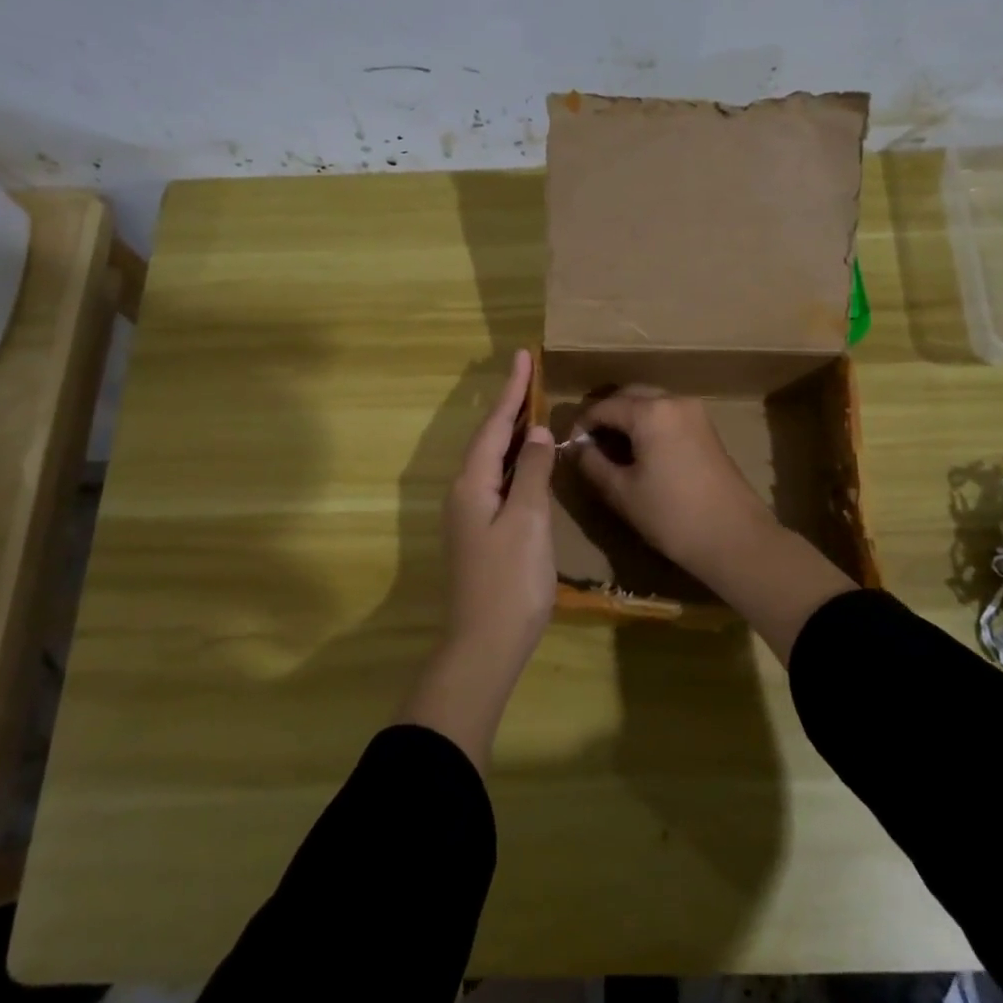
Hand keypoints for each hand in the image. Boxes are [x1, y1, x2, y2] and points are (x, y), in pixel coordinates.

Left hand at [397, 349, 555, 770]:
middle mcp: (464, 492)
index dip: (511, 391)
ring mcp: (470, 514)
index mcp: (472, 483)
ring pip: (493, 461)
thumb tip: (538, 434)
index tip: (523, 356)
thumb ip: (533, 473)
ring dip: (513, 434)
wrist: (484, 645)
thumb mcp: (528, 521)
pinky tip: (531, 464)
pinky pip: (498, 481)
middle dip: (510, 407)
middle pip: (489, 439)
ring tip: (533, 409)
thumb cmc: (509, 581)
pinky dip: (516, 463)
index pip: (494, 425)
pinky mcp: (480, 533)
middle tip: (531, 377)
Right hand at [575, 385, 856, 664]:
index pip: (603, 407)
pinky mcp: (707, 429)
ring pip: (650, 403)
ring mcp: (695, 413)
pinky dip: (648, 425)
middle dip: (605, 416)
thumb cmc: (671, 515)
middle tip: (588, 445)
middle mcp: (674, 401)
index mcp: (650, 412)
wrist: (734, 538)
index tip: (570, 447)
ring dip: (627, 419)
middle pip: (629, 396)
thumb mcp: (621, 492)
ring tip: (612, 450)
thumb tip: (578, 448)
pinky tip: (639, 453)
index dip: (581, 425)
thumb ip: (592, 463)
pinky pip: (668, 415)